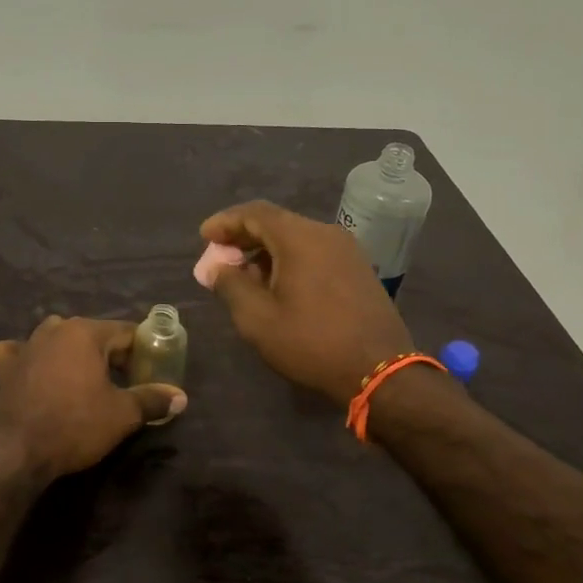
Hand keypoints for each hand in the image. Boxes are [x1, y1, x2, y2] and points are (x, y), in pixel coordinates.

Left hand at [0, 316, 186, 482]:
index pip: (126, 332)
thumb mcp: (122, 415)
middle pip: (93, 334)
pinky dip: (27, 357)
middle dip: (110, 354)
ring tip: (85, 378)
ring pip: (56, 338)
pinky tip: (32, 368)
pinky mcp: (4, 367)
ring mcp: (25, 346)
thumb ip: (152, 399)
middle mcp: (54, 330)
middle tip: (124, 382)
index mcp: (85, 332)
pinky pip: (17, 352)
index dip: (143, 351)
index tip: (151, 372)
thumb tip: (180, 397)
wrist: (17, 452)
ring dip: (72, 352)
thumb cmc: (75, 425)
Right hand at [200, 201, 414, 405]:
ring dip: (266, 251)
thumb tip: (217, 267)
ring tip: (244, 277)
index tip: (204, 237)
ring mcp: (347, 250)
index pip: (255, 213)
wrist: (378, 370)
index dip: (225, 222)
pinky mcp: (358, 269)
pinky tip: (278, 285)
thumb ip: (230, 285)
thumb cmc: (311, 342)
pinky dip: (289, 260)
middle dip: (244, 238)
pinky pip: (315, 252)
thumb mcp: (257, 319)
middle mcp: (326, 233)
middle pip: (276, 223)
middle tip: (220, 259)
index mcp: (300, 238)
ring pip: (297, 238)